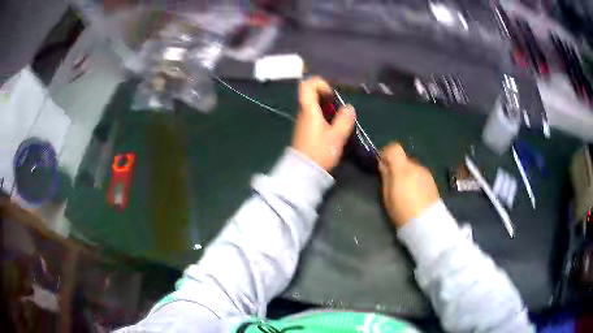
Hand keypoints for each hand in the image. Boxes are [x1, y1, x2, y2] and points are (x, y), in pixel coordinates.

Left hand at [292, 77, 355, 171]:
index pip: (307, 85)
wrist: (303, 172)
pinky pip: (314, 116)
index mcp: (309, 111)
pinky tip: (333, 129)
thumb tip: (349, 107)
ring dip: (327, 108)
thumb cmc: (320, 153)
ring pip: (313, 106)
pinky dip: (324, 117)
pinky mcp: (305, 130)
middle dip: (327, 97)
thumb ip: (344, 120)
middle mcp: (303, 113)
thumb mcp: (336, 137)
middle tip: (339, 109)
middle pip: (311, 94)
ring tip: (339, 120)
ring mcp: (302, 122)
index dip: (320, 84)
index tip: (331, 95)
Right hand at [379, 143, 439, 227]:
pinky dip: (415, 180)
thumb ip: (386, 176)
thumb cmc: (402, 211)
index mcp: (403, 168)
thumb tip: (383, 164)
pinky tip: (414, 195)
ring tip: (405, 192)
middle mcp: (416, 166)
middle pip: (403, 159)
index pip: (394, 147)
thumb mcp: (387, 195)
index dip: (386, 153)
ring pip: (412, 167)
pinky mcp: (432, 181)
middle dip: (397, 167)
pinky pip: (420, 175)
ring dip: (407, 174)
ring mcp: (426, 173)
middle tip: (392, 183)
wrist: (426, 223)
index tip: (382, 165)